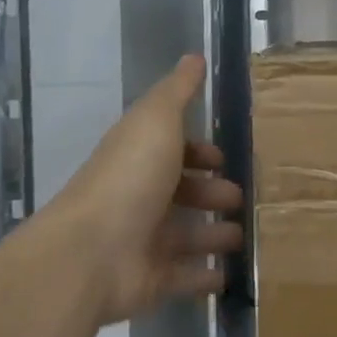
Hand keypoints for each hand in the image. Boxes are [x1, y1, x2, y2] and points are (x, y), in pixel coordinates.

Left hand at [54, 55, 244, 325]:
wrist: (92, 253)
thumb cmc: (129, 178)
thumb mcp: (156, 121)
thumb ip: (177, 92)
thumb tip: (195, 56)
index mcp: (139, 159)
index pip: (172, 151)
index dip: (198, 152)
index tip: (225, 159)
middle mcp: (139, 198)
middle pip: (180, 194)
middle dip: (211, 194)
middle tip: (243, 198)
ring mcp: (143, 242)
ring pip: (186, 236)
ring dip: (214, 235)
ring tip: (244, 235)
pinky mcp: (152, 281)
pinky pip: (186, 277)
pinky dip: (207, 276)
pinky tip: (230, 274)